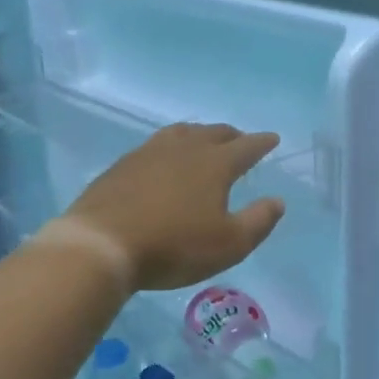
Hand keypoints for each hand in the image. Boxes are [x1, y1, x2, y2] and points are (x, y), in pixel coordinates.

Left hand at [66, 123, 286, 291]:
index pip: (246, 146)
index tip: (273, 138)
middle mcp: (184, 149)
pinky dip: (171, 146)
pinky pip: (155, 145)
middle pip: (214, 133)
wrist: (101, 244)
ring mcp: (149, 152)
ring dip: (200, 134)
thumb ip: (258, 221)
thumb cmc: (174, 246)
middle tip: (241, 141)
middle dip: (232, 135)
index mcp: (215, 164)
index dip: (262, 143)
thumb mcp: (229, 244)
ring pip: (182, 132)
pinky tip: (164, 160)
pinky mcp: (123, 165)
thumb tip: (277, 201)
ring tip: (204, 141)